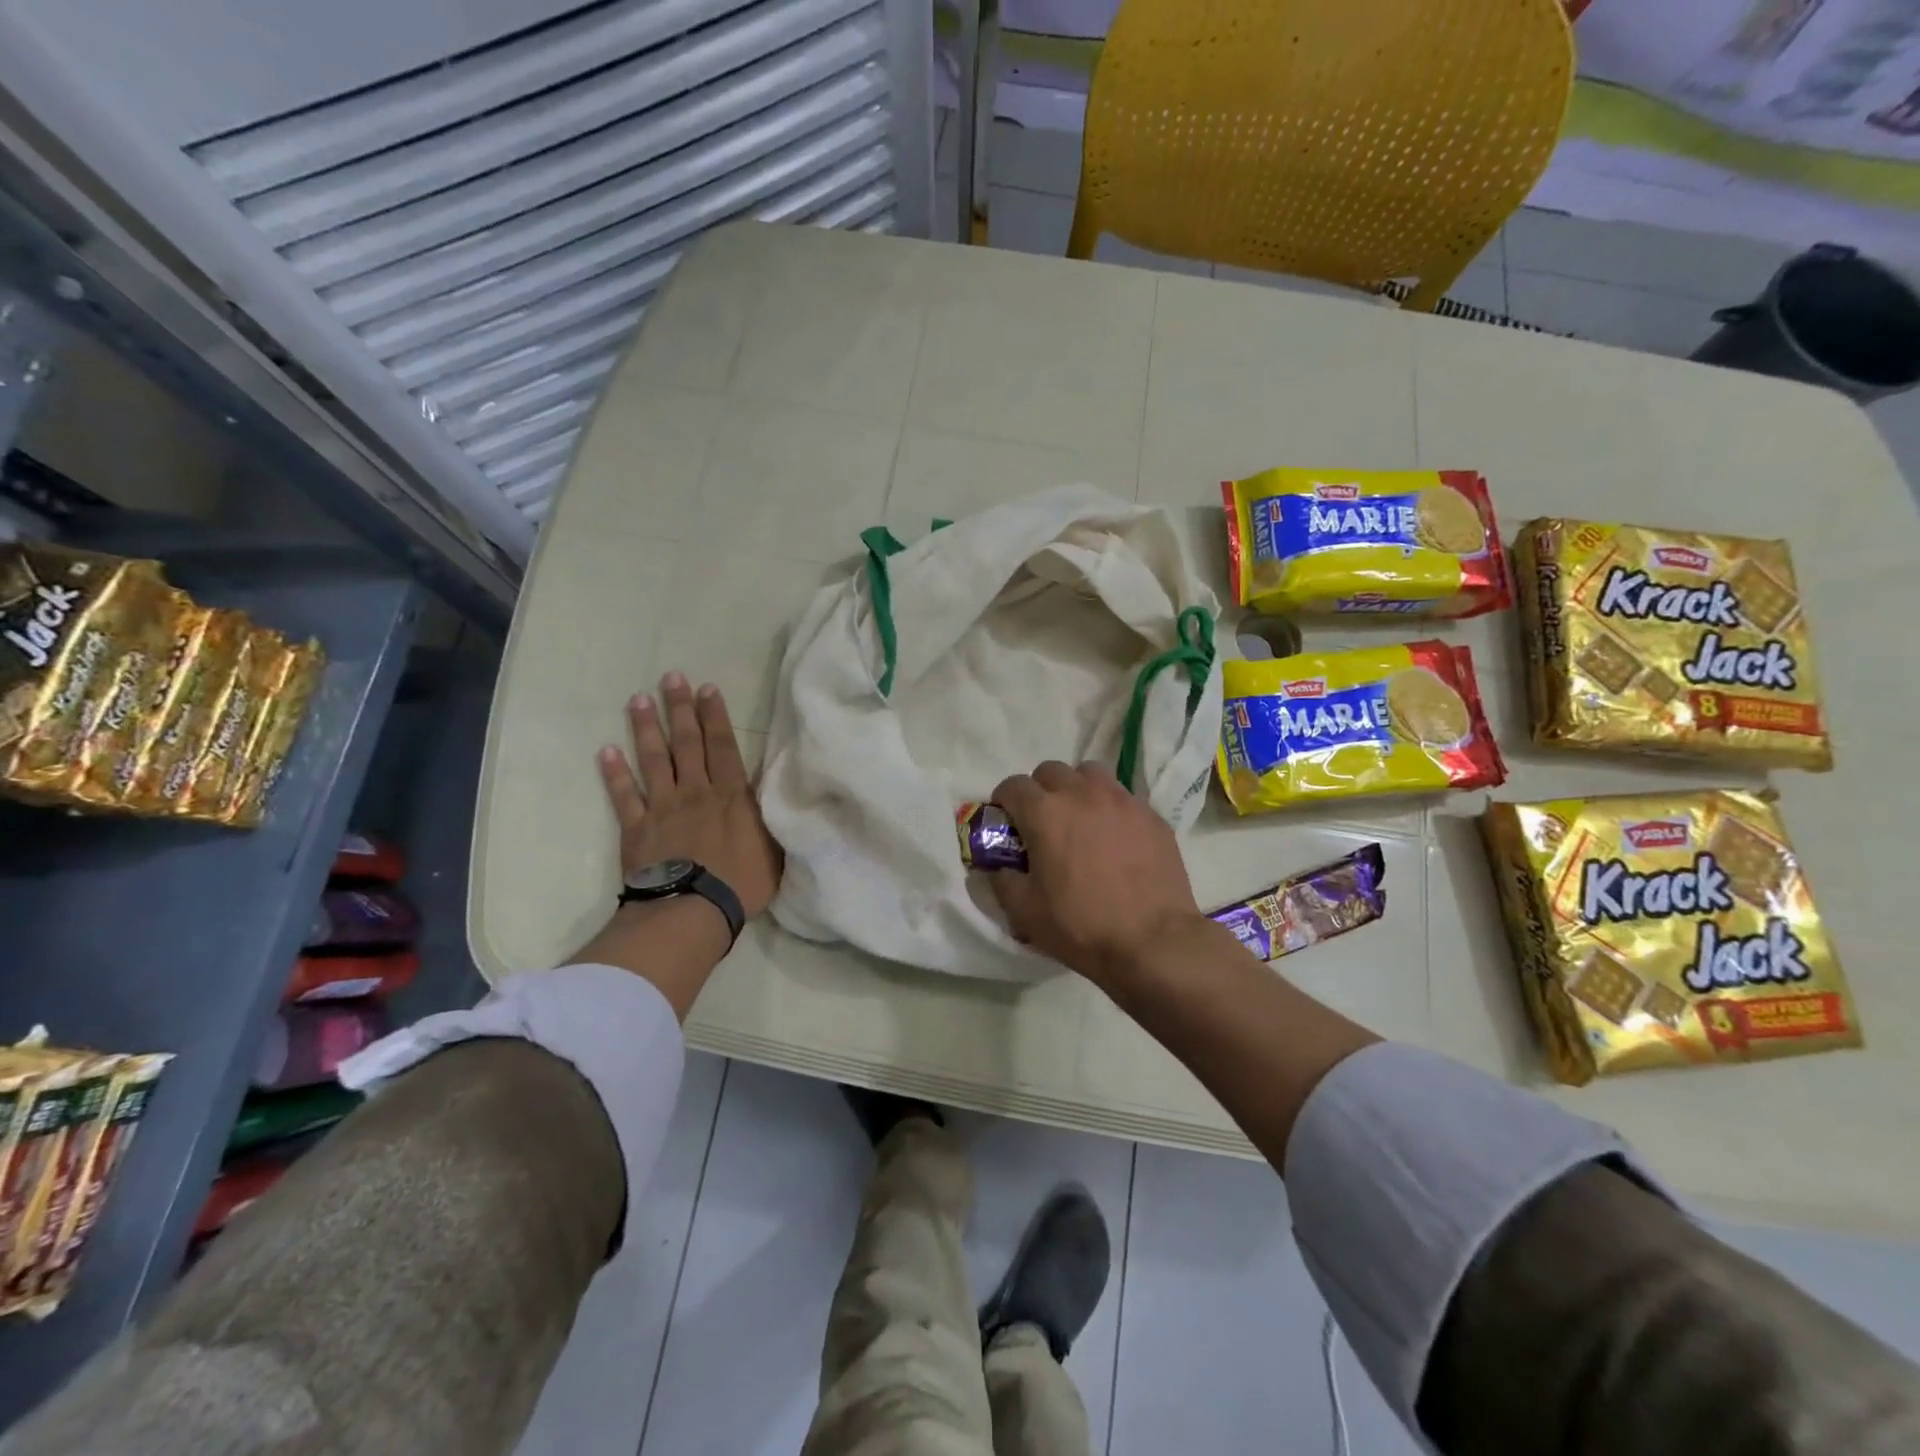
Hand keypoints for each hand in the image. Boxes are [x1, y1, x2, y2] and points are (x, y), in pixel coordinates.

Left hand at [598, 673, 781, 916]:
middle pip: (687, 743)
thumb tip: (778, 798)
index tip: (706, 688)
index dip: (715, 716)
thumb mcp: (775, 850)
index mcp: (732, 796)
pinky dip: (614, 774)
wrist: (692, 910)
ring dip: (646, 729)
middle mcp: (697, 792)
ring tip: (638, 700)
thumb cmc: (742, 884)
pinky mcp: (637, 829)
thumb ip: (770, 819)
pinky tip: (606, 751)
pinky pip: (624, 796)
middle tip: (671, 679)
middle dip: (680, 709)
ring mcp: (663, 808)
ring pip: (654, 760)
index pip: (723, 747)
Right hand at [986, 761, 1206, 988]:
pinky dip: (1111, 808)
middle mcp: (1082, 795)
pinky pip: (1123, 797)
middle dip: (1040, 789)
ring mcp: (1121, 801)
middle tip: (1042, 821)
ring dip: (1077, 789)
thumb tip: (1000, 867)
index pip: (1013, 786)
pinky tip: (1115, 839)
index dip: (1004, 800)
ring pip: (1091, 774)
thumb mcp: (1024, 912)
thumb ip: (1003, 881)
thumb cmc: (1081, 926)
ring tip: (1080, 819)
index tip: (1006, 820)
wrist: (1153, 942)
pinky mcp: (1151, 815)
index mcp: (1045, 813)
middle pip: (1051, 771)